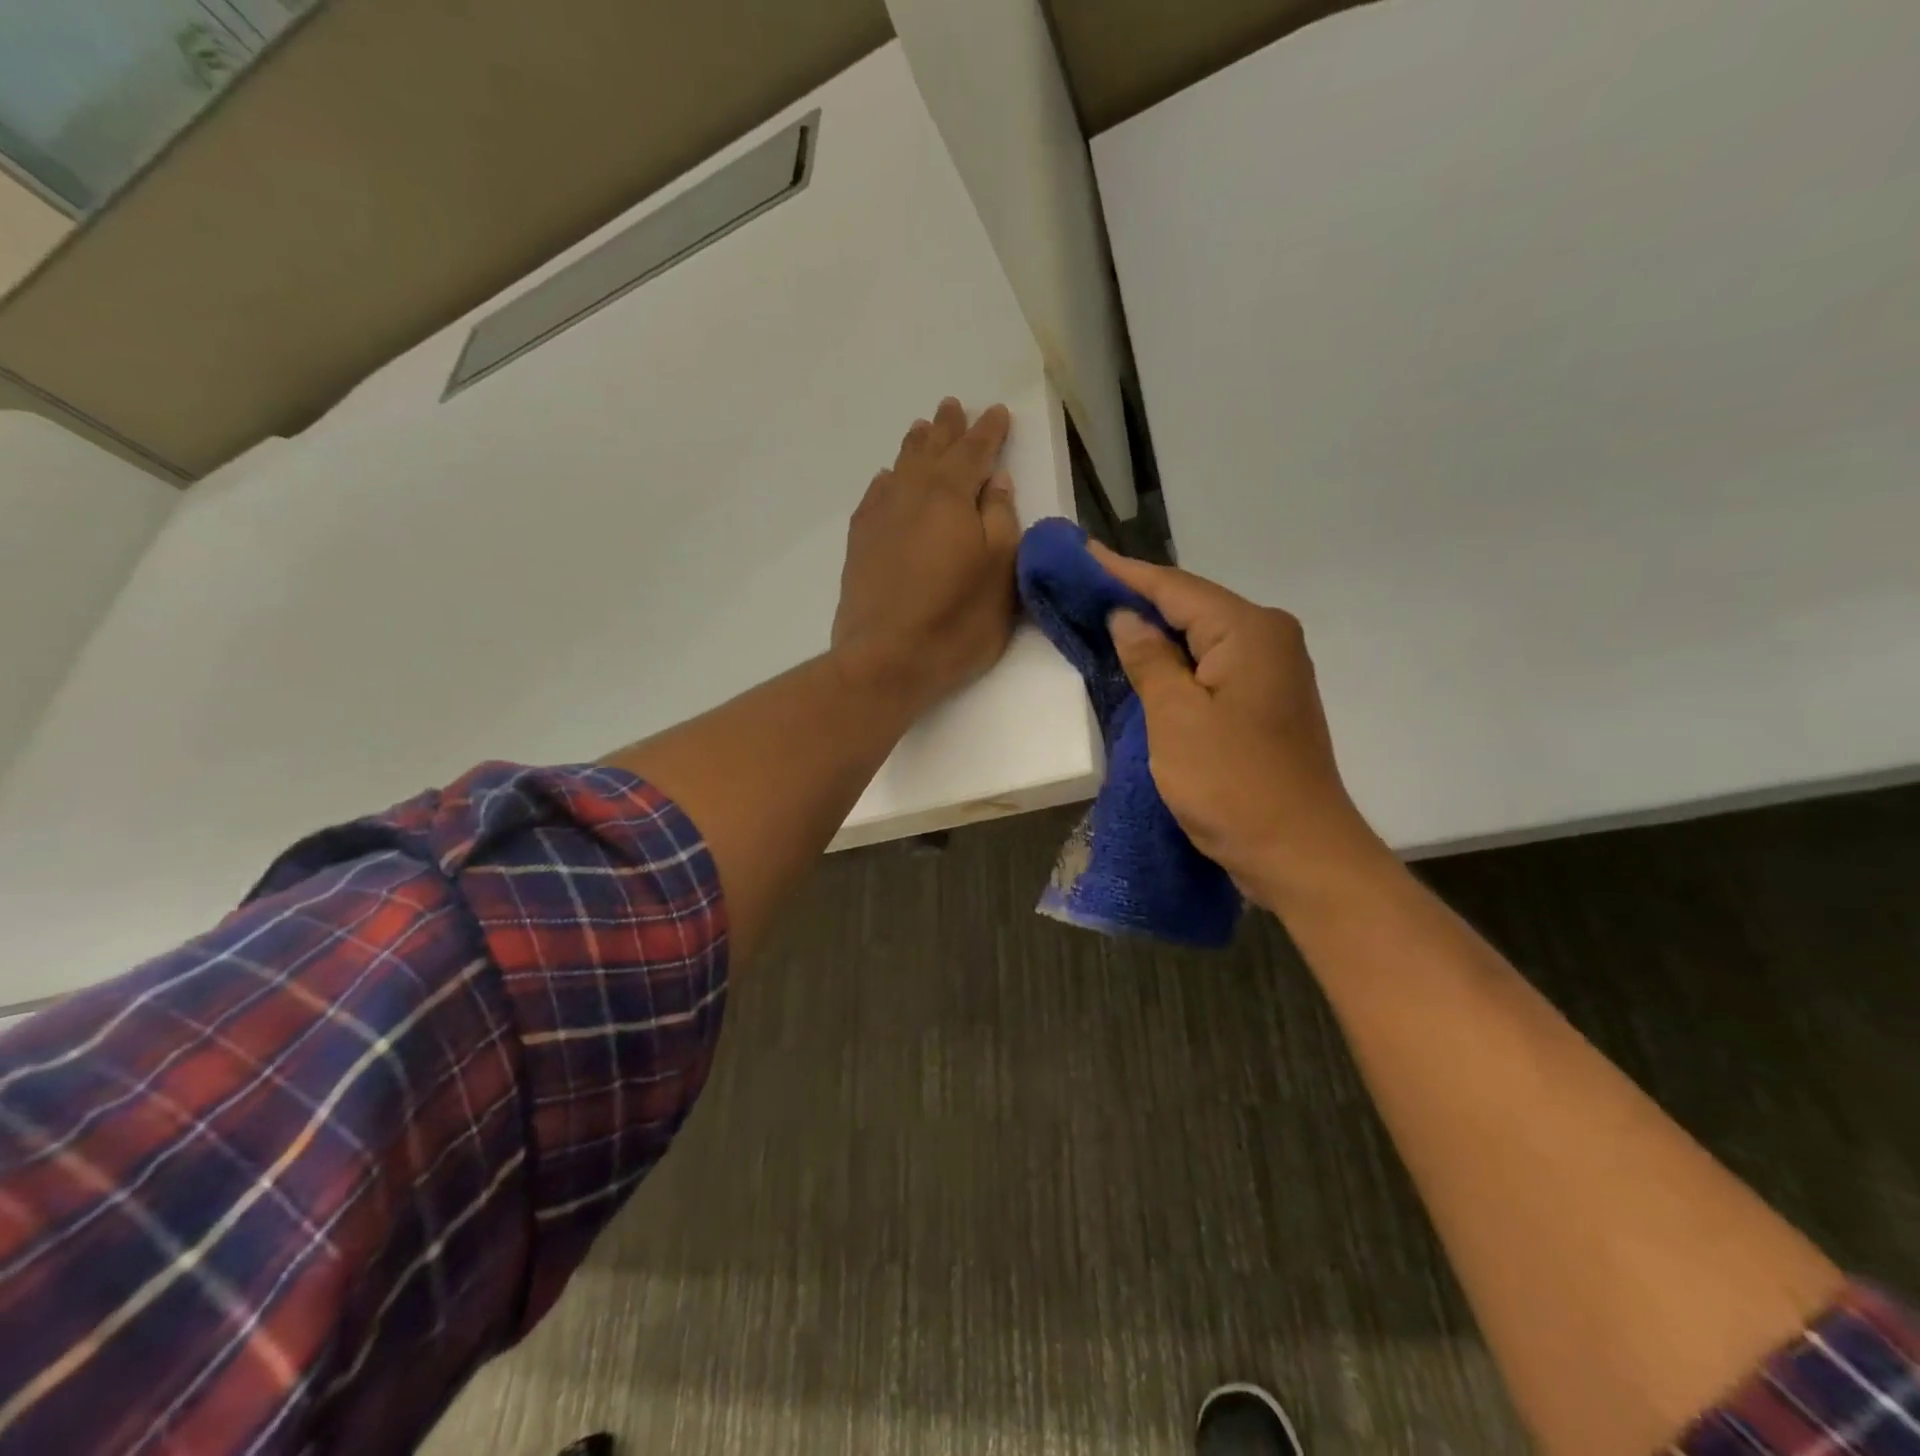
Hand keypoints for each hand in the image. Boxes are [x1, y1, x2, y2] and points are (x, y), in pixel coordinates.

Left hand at [832, 398, 1020, 716]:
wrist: (886, 660)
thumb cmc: (957, 620)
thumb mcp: (1001, 571)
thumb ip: (1001, 519)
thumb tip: (996, 480)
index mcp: (951, 495)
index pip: (974, 451)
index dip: (988, 431)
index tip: (996, 412)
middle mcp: (911, 495)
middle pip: (932, 451)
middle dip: (947, 429)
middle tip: (952, 406)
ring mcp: (879, 518)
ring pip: (900, 468)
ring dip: (915, 447)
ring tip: (922, 429)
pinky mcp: (859, 545)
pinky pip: (875, 495)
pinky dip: (887, 480)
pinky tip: (887, 479)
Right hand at [1089, 541, 1390, 909]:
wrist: (1299, 853)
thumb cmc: (1232, 783)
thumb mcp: (1175, 718)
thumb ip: (1149, 660)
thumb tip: (1128, 618)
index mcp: (1249, 631)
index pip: (1175, 588)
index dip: (1126, 572)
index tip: (1084, 551)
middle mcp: (1269, 638)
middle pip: (1193, 607)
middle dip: (1140, 598)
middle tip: (1086, 586)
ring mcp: (1273, 672)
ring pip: (1203, 638)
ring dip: (1158, 632)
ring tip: (1107, 616)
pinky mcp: (1266, 702)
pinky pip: (1213, 666)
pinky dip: (1178, 663)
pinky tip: (1148, 663)